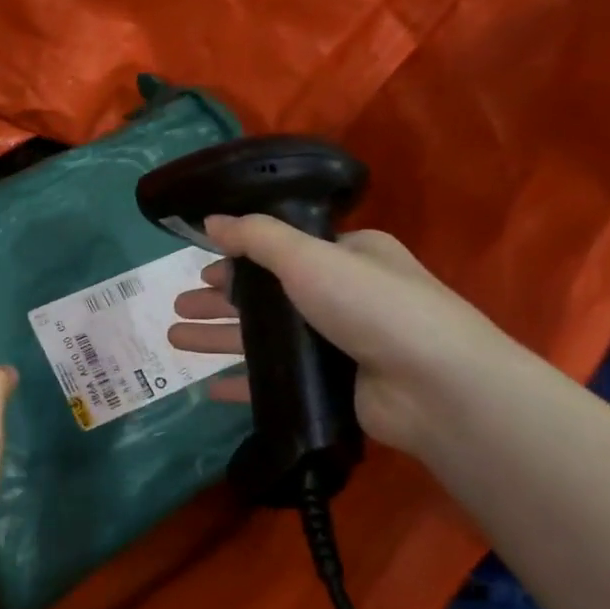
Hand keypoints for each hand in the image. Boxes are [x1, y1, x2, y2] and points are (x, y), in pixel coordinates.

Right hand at [166, 214, 514, 457]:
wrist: (435, 387)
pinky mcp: (333, 387)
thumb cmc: (372, 305)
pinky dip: (243, 382)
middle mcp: (344, 296)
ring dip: (220, 337)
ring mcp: (339, 345)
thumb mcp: (309, 256)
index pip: (284, 250)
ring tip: (174, 338)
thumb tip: (211, 220)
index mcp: (348, 255)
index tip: (201, 266)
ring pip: (265, 338)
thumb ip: (255, 237)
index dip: (240, 258)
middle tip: (178, 306)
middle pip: (267, 295)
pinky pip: (276, 381)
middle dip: (219, 300)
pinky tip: (209, 388)